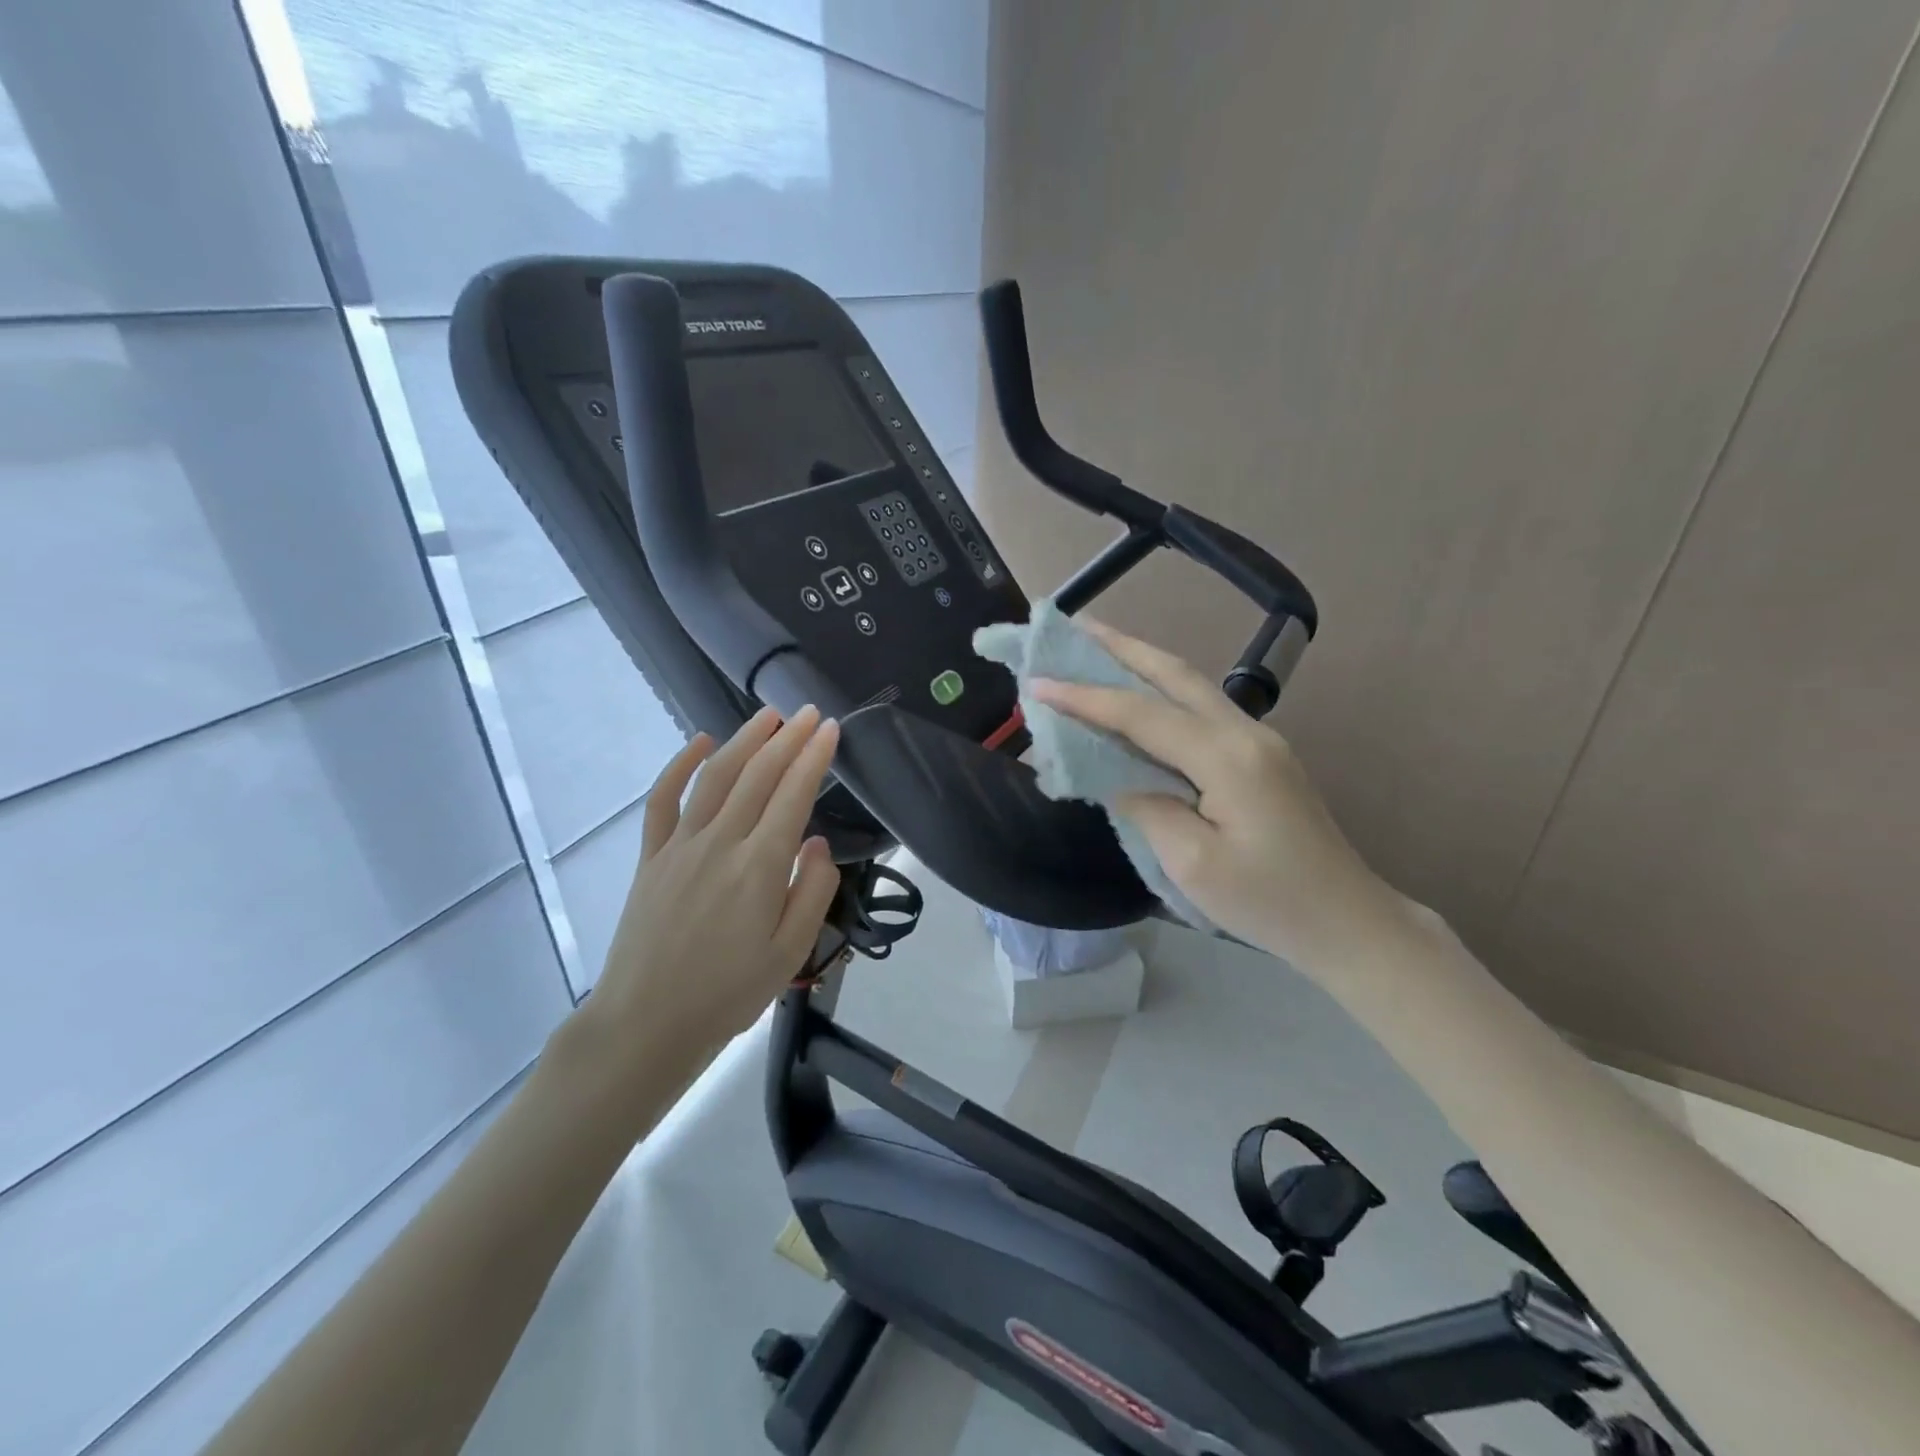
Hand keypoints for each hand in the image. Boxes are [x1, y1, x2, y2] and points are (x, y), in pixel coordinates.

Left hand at [586, 706, 842, 1061]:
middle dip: (789, 739)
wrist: (646, 1025)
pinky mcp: (652, 857)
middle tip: (810, 713)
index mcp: (760, 867)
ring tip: (769, 716)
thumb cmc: (728, 994)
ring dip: (744, 740)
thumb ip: (812, 891)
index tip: (831, 729)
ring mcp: (680, 846)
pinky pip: (663, 800)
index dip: (814, 757)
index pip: (793, 795)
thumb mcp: (791, 953)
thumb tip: (817, 843)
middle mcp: (721, 843)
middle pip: (759, 775)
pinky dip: (680, 765)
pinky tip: (699, 743)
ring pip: (716, 777)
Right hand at [1029, 622, 1398, 973]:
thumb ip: (1145, 805)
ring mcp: (1259, 741)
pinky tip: (1140, 698)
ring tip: (1098, 647)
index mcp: (1227, 757)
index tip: (1035, 681)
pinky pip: (1201, 711)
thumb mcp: (1192, 863)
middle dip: (1120, 646)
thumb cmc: (1268, 901)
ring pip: (1191, 686)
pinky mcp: (1261, 757)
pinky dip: (1162, 693)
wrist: (1348, 922)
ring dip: (1142, 663)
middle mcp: (1245, 732)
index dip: (1084, 697)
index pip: (1142, 714)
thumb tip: (1114, 773)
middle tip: (1073, 625)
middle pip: (1174, 674)